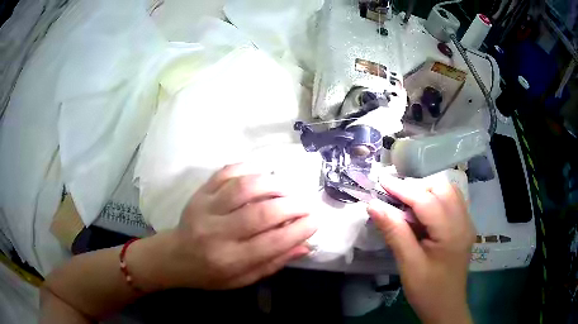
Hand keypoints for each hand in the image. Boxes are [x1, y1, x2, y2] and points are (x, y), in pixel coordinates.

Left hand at [143, 164, 316, 289]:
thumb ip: (273, 262)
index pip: (271, 243)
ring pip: (244, 187)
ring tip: (287, 189)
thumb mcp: (243, 279)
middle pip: (261, 213)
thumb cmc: (211, 274)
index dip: (299, 230)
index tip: (315, 221)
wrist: (175, 257)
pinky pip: (225, 173)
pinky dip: (247, 168)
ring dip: (272, 184)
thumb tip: (305, 244)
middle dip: (291, 206)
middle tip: (306, 204)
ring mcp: (205, 208)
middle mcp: (216, 232)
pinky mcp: (200, 192)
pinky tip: (262, 173)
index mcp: (229, 259)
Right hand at [367, 177, 475, 323]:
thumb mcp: (409, 264)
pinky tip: (422, 212)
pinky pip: (451, 202)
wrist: (446, 308)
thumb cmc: (427, 291)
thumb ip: (394, 232)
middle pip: (442, 188)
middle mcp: (464, 221)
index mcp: (452, 232)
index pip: (427, 200)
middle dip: (417, 187)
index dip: (403, 189)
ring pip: (448, 192)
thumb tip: (374, 205)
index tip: (381, 181)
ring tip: (406, 202)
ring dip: (427, 191)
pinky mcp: (463, 227)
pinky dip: (435, 199)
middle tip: (394, 196)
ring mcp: (466, 223)